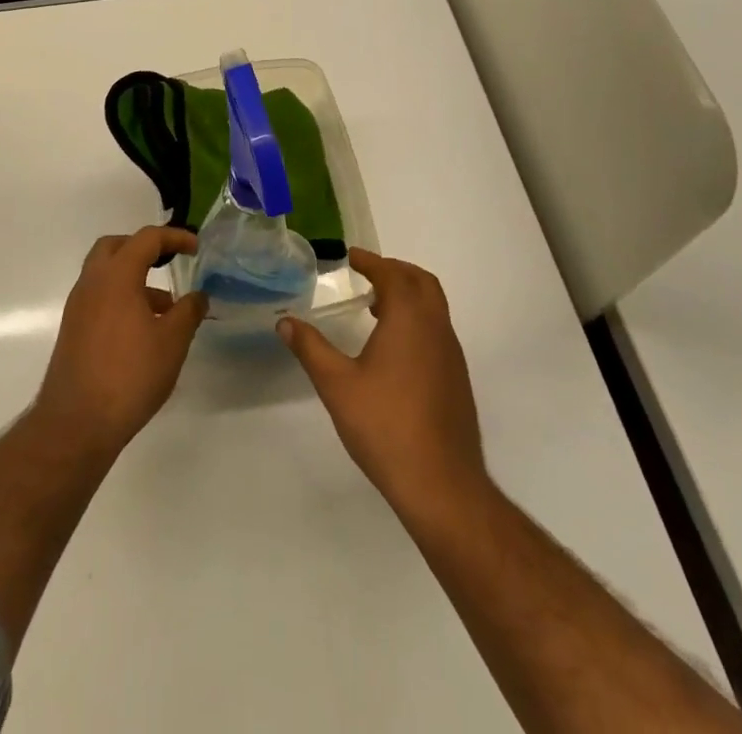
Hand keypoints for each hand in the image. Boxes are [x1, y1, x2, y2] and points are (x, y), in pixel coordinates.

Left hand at [33, 226, 207, 460]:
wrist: (77, 422)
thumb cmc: (130, 374)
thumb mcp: (172, 342)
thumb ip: (188, 312)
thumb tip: (198, 296)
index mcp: (116, 275)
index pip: (146, 239)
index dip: (174, 237)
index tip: (195, 247)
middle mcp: (92, 282)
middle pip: (116, 247)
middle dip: (144, 248)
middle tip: (168, 262)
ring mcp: (78, 306)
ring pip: (105, 274)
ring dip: (134, 278)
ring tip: (166, 308)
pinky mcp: (73, 330)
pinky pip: (99, 297)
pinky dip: (121, 298)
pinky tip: (143, 330)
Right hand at [277, 248, 487, 522]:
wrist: (442, 485)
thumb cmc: (385, 425)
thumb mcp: (337, 384)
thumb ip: (310, 348)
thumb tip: (285, 322)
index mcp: (410, 319)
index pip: (393, 275)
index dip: (372, 261)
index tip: (352, 257)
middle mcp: (436, 329)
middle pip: (422, 283)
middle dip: (395, 271)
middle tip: (368, 273)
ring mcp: (452, 356)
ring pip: (434, 307)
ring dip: (408, 296)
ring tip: (377, 307)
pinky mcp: (457, 381)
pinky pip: (438, 331)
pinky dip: (417, 320)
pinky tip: (394, 348)